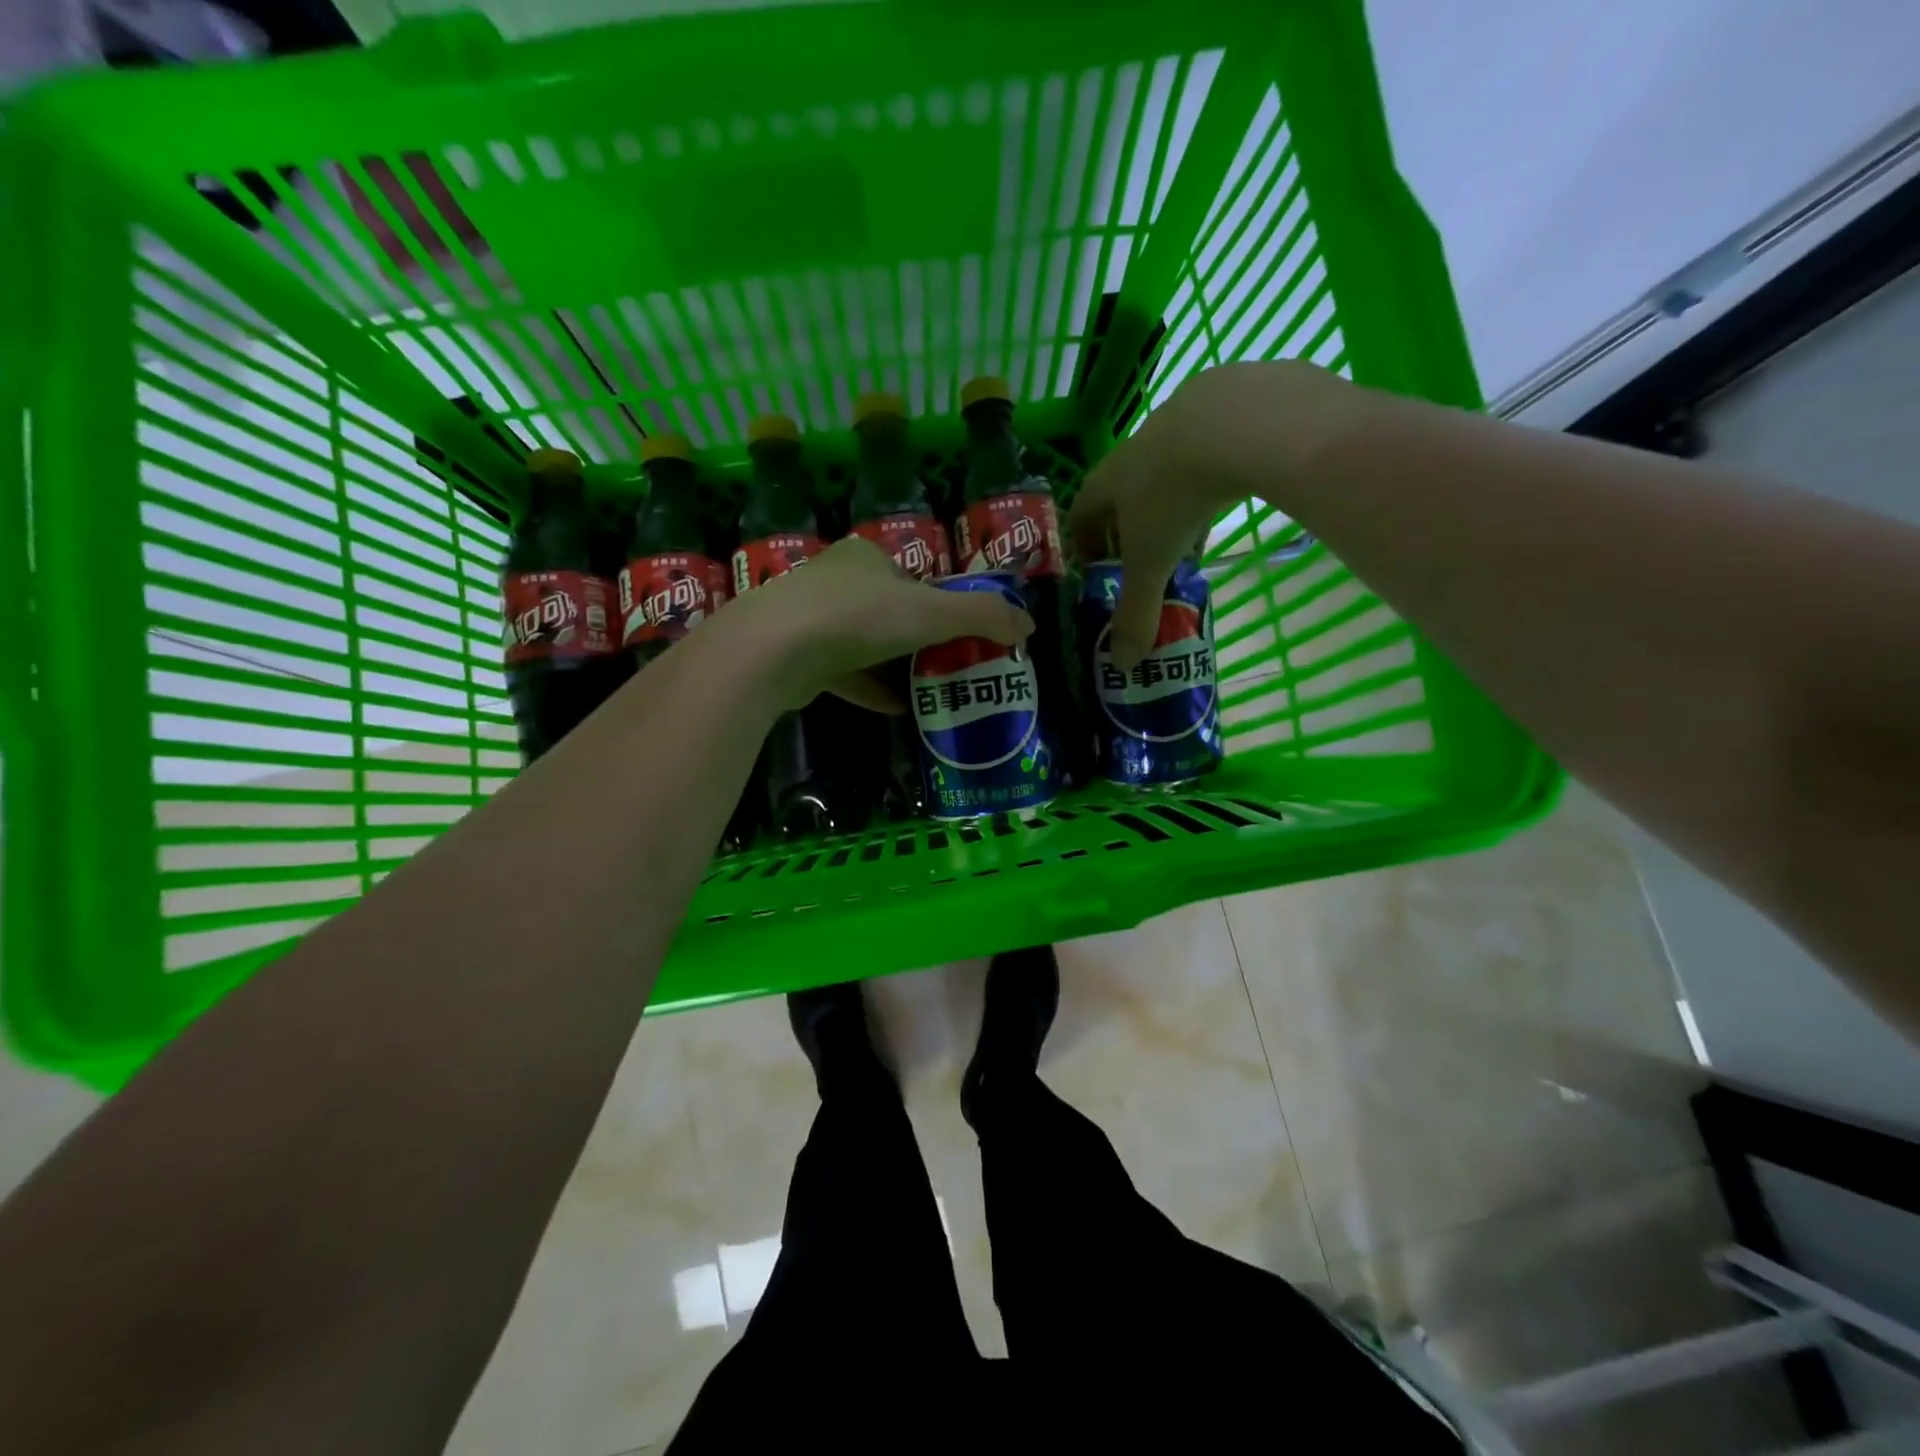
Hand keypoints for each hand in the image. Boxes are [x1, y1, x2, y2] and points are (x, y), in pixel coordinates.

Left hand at [723, 536, 1032, 711]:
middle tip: (949, 668)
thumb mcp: (933, 612)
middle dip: (918, 639)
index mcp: (868, 557)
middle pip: (889, 611)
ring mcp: (810, 618)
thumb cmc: (859, 617)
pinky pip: (842, 672)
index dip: (941, 605)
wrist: (773, 651)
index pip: (914, 579)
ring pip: (863, 643)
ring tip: (927, 692)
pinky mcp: (795, 656)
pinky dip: (869, 688)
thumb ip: (984, 616)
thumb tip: (1029, 626)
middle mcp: (836, 580)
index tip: (961, 636)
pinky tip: (894, 710)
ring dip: (894, 666)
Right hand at [1067, 360, 1355, 667]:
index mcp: (1110, 480)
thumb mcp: (1153, 562)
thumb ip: (1137, 613)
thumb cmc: (1176, 496)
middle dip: (1132, 525)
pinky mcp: (1228, 401)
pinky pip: (1212, 443)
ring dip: (1174, 500)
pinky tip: (1234, 488)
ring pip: (1168, 466)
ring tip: (1194, 532)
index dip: (1084, 540)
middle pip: (1123, 489)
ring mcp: (1183, 418)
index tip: (1097, 566)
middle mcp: (1138, 446)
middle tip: (1150, 558)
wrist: (1240, 421)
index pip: (1082, 511)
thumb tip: (1122, 666)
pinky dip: (1215, 471)